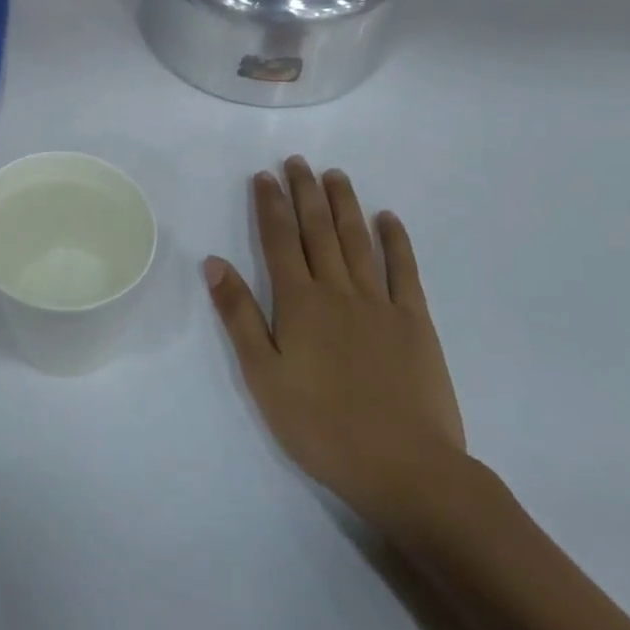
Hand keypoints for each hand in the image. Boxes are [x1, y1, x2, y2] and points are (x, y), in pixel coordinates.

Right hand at [205, 157, 467, 536]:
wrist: (406, 468)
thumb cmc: (322, 427)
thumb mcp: (263, 377)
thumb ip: (239, 316)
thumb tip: (214, 262)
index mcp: (299, 303)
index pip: (279, 240)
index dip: (270, 205)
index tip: (264, 175)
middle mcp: (338, 290)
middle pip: (318, 230)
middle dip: (305, 192)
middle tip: (298, 161)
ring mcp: (380, 303)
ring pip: (358, 240)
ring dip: (344, 204)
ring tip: (335, 175)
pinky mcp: (416, 322)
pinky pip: (404, 270)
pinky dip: (396, 241)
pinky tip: (388, 218)